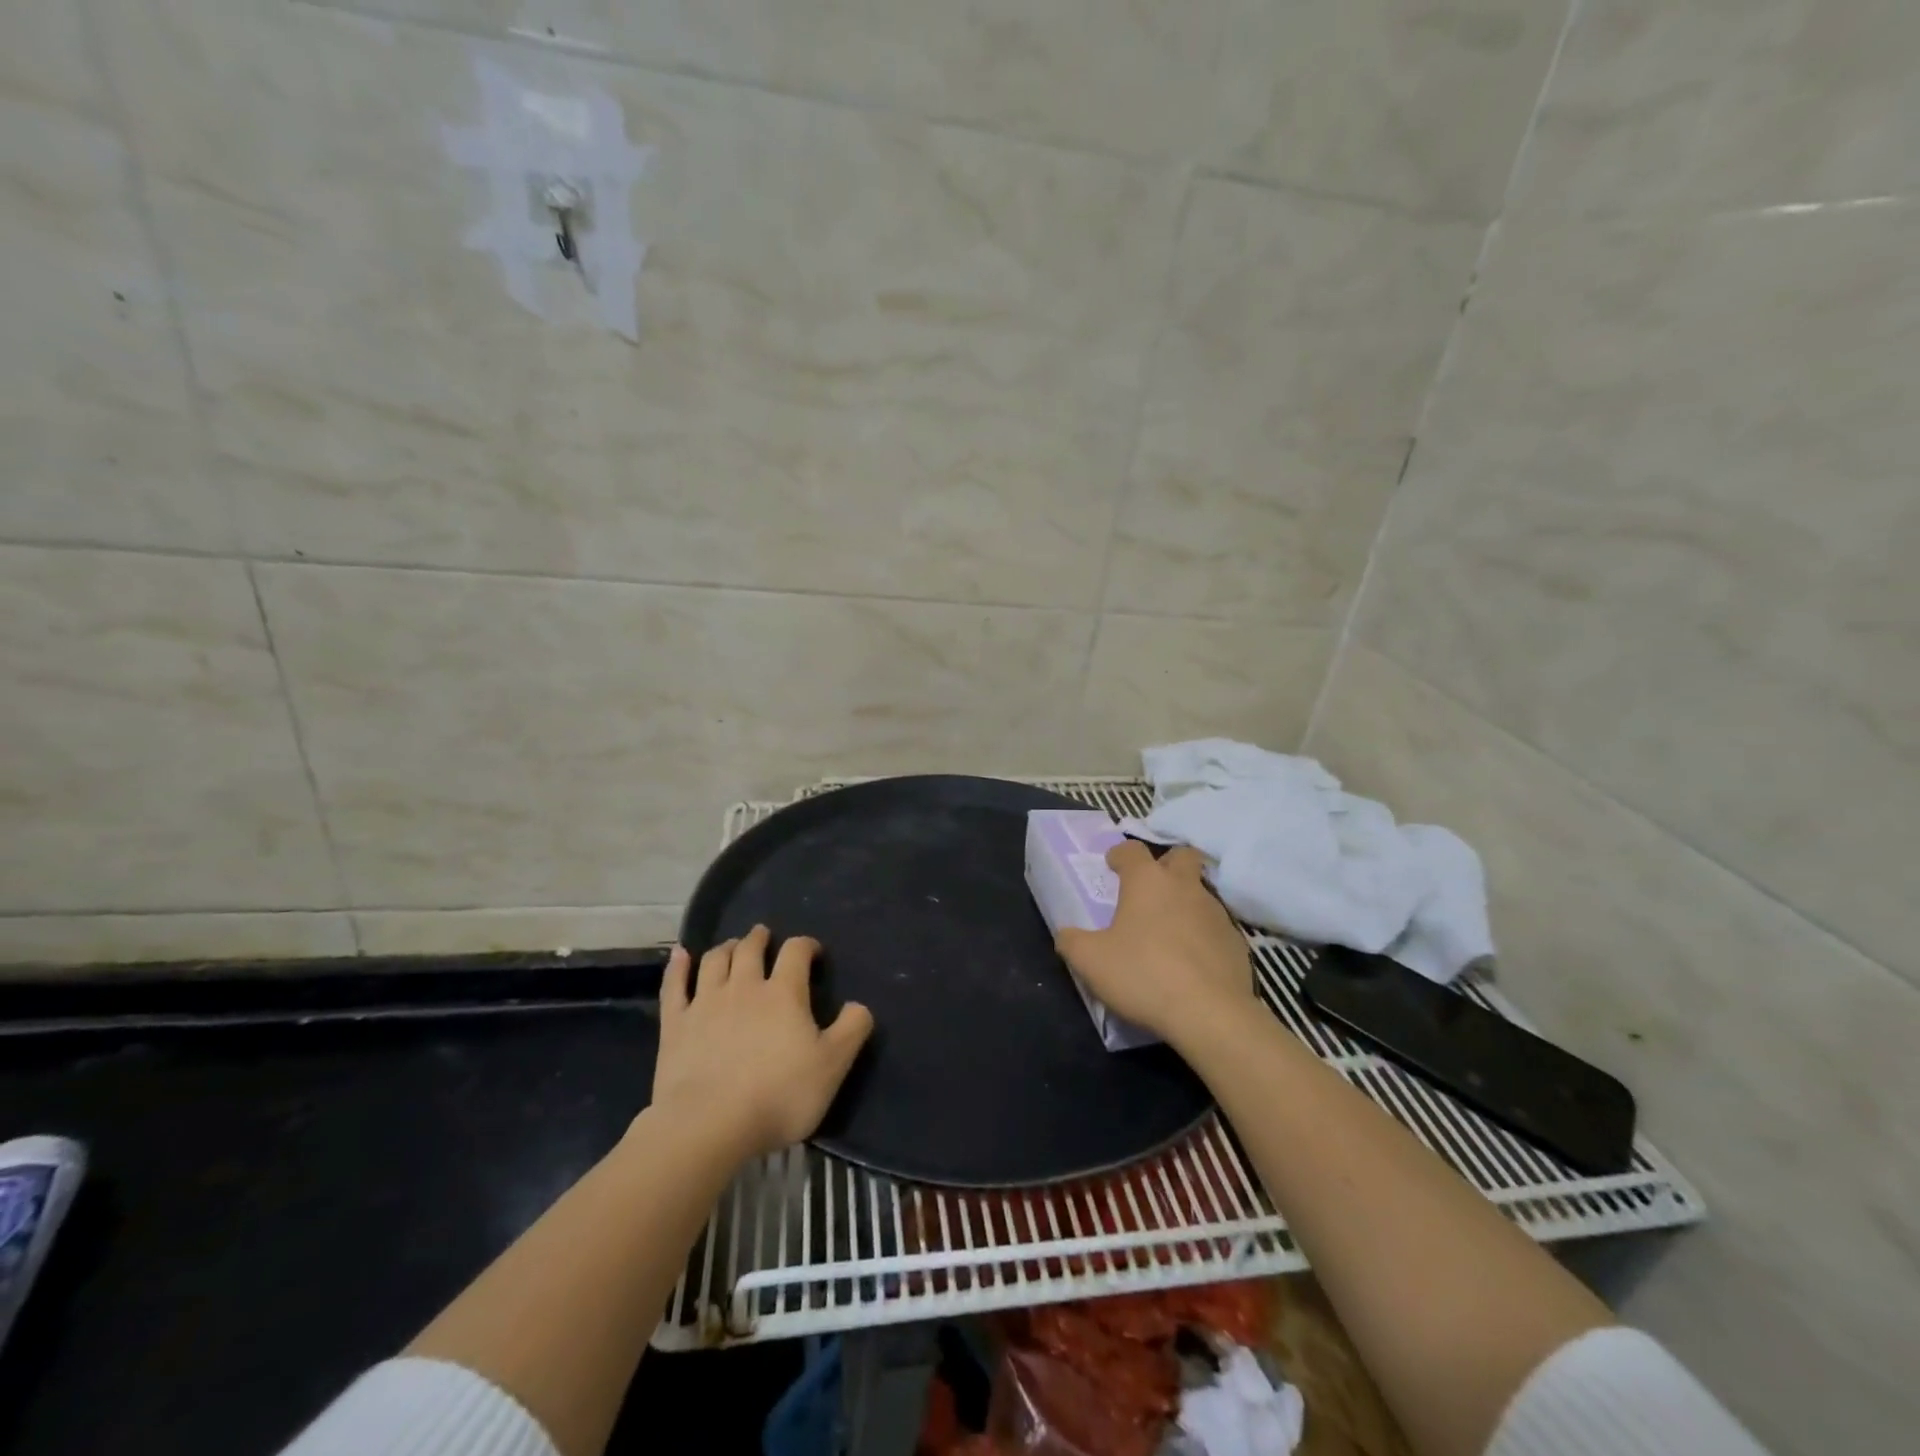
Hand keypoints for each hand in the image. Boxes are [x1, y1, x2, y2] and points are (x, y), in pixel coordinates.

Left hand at [651, 926, 874, 1160]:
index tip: (813, 952)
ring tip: (732, 946)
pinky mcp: (676, 1024)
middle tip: (764, 936)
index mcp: (784, 993)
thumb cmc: (778, 1095)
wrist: (709, 1125)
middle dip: (759, 939)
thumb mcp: (832, 1066)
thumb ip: (852, 1030)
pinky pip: (674, 985)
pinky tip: (680, 954)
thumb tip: (859, 1005)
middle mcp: (744, 986)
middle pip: (750, 948)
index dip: (806, 945)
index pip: (796, 952)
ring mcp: (706, 1002)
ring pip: (714, 960)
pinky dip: (677, 966)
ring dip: (725, 947)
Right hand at [1055, 841, 1255, 1048]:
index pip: (1132, 850)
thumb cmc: (1143, 974)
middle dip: (1165, 864)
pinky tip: (1190, 959)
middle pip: (1181, 856)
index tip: (1112, 866)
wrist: (1210, 1014)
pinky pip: (1214, 926)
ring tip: (1167, 930)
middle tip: (1149, 888)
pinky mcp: (1236, 941)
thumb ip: (1072, 941)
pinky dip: (1201, 934)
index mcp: (1147, 881)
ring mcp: (1215, 912)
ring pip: (1200, 891)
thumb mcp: (1090, 961)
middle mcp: (1184, 886)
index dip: (1120, 855)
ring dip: (1184, 901)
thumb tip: (1067, 935)